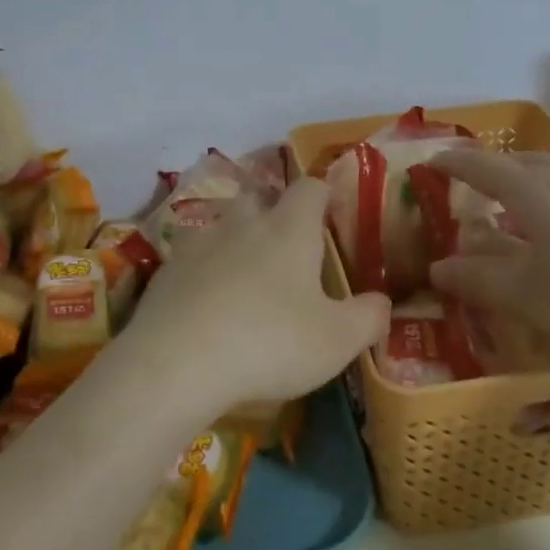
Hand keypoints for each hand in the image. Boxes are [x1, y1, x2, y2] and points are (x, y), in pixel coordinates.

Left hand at [123, 177, 390, 414]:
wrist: (176, 362)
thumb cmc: (269, 342)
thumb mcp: (336, 340)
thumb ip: (368, 317)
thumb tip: (383, 302)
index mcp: (289, 228)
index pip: (311, 187)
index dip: (324, 194)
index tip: (332, 211)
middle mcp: (243, 223)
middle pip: (260, 197)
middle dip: (274, 212)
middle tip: (288, 248)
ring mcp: (199, 242)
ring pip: (222, 225)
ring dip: (236, 240)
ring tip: (246, 276)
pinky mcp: (166, 270)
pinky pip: (191, 258)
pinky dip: (204, 271)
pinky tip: (207, 303)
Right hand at [428, 148, 549, 354]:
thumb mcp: (531, 295)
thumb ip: (479, 281)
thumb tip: (437, 269)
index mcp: (532, 191)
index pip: (481, 167)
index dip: (453, 163)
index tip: (432, 162)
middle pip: (520, 162)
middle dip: (493, 170)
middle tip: (478, 186)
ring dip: (533, 183)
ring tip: (527, 207)